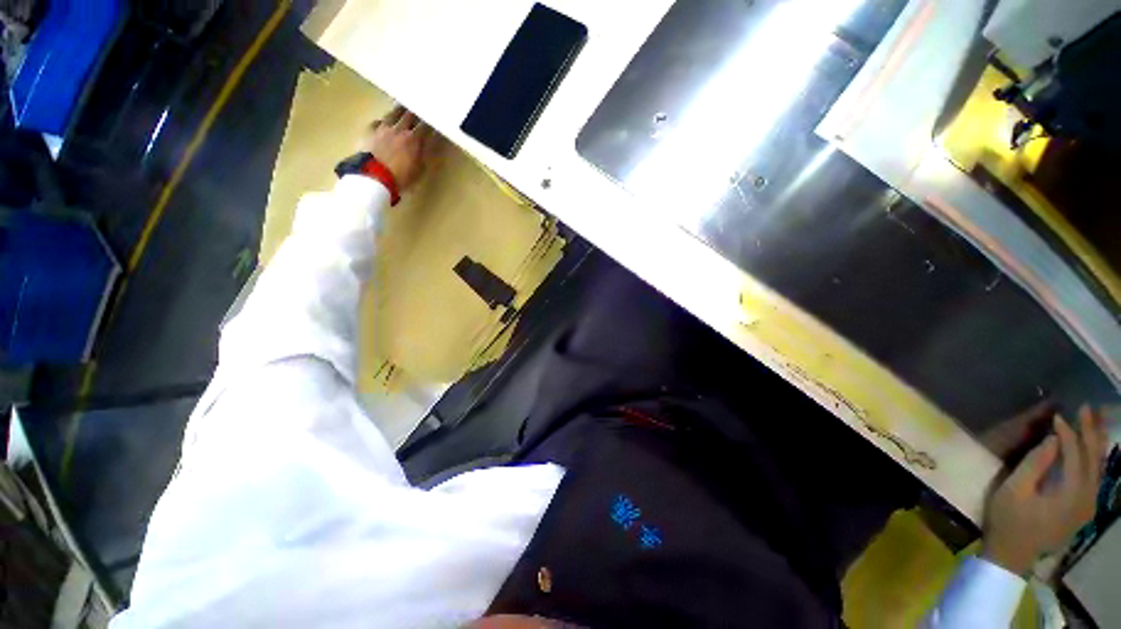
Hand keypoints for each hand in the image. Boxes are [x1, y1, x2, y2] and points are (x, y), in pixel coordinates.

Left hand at [363, 105, 432, 191]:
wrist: (375, 177)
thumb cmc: (402, 176)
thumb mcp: (420, 170)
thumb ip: (425, 154)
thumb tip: (430, 144)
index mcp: (414, 139)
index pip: (425, 127)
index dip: (430, 124)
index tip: (434, 123)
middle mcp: (399, 129)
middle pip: (409, 116)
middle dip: (415, 113)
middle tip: (419, 111)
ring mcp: (383, 129)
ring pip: (392, 114)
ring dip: (399, 111)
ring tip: (402, 109)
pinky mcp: (369, 132)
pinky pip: (377, 122)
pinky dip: (382, 121)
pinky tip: (383, 123)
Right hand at [982, 406, 1107, 574]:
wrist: (1012, 554)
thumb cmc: (1009, 519)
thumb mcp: (1015, 490)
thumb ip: (1035, 464)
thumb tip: (1053, 439)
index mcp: (1071, 493)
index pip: (1075, 454)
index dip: (1068, 433)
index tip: (1058, 415)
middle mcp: (1088, 497)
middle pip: (1094, 459)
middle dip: (1091, 432)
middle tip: (1087, 408)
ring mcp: (1088, 506)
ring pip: (1099, 468)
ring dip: (1097, 443)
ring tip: (1095, 422)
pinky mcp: (1084, 509)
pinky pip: (1095, 478)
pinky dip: (1094, 459)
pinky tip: (1092, 450)